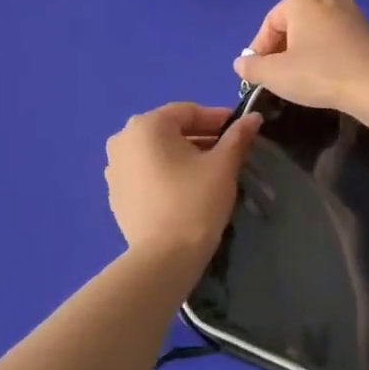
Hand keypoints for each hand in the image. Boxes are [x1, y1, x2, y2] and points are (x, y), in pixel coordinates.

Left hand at [105, 103, 261, 259]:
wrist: (165, 257)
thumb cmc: (196, 201)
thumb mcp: (223, 165)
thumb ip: (238, 136)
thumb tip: (253, 117)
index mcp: (147, 125)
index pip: (188, 112)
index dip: (218, 119)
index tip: (240, 131)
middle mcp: (123, 139)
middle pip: (170, 130)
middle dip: (201, 137)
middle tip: (228, 152)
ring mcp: (114, 168)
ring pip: (157, 152)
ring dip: (183, 155)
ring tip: (209, 171)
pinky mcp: (115, 194)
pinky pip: (145, 172)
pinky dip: (165, 173)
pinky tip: (185, 189)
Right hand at [233, 0, 368, 116]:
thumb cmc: (319, 73)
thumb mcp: (275, 74)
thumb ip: (252, 66)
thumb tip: (241, 63)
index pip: (270, 24)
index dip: (260, 51)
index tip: (257, 75)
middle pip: (292, 24)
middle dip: (281, 50)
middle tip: (277, 76)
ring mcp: (350, 9)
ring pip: (313, 30)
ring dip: (302, 51)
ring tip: (299, 77)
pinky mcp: (365, 27)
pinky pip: (333, 37)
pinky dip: (323, 52)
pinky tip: (323, 73)